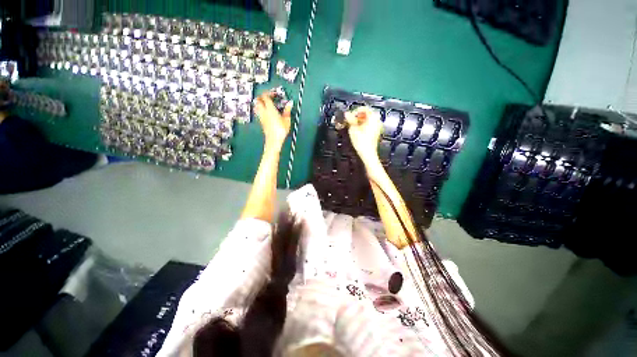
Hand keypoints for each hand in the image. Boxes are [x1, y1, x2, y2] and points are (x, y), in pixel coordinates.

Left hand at [254, 92, 292, 149]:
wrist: (274, 140)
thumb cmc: (281, 130)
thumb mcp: (287, 120)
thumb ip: (287, 110)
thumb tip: (290, 103)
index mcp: (269, 108)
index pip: (265, 96)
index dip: (269, 93)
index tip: (275, 94)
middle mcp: (263, 111)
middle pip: (258, 99)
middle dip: (262, 96)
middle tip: (269, 98)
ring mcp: (261, 116)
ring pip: (256, 105)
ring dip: (260, 102)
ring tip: (267, 104)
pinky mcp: (261, 121)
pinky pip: (258, 112)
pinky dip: (261, 109)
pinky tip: (267, 112)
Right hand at [346, 107, 382, 164]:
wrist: (367, 153)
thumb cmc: (362, 142)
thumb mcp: (353, 129)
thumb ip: (350, 120)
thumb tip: (347, 114)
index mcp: (373, 118)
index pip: (364, 108)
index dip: (355, 111)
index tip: (349, 116)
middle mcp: (377, 121)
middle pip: (366, 114)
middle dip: (356, 116)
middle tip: (349, 121)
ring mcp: (377, 127)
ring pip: (367, 120)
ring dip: (358, 121)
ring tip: (351, 126)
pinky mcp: (375, 133)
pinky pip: (368, 125)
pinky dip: (362, 126)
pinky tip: (356, 131)